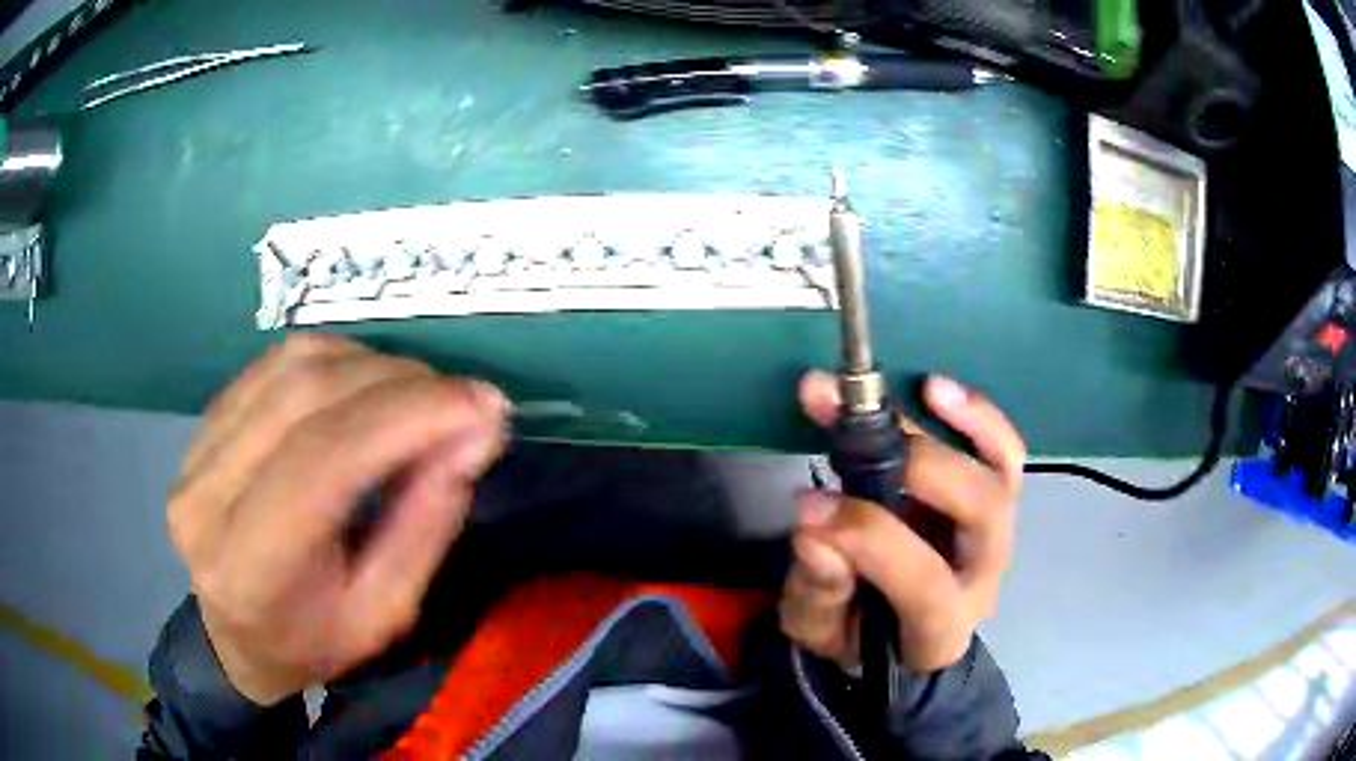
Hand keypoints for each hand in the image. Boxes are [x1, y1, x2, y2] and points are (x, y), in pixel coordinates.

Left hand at [168, 335, 508, 704]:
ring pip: (290, 365)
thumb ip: (424, 527)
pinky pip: (273, 364)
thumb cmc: (312, 642)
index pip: (324, 457)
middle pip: (306, 395)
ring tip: (420, 394)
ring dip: (370, 364)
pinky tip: (367, 383)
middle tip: (464, 400)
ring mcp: (194, 452)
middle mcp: (207, 497)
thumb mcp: (383, 616)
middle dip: (400, 383)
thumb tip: (473, 434)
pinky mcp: (201, 425)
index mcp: (250, 569)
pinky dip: (335, 360)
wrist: (236, 637)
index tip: (484, 406)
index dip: (408, 416)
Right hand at [779, 372, 1023, 672]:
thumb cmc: (856, 634)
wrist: (898, 632)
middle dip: (920, 467)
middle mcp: (983, 576)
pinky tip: (937, 389)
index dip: (870, 538)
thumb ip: (818, 590)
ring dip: (964, 425)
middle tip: (854, 435)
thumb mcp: (818, 629)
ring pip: (1000, 474)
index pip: (926, 582)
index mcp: (940, 629)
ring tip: (922, 389)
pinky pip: (1003, 453)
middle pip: (980, 513)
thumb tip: (813, 528)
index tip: (808, 505)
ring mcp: (996, 534)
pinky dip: (978, 418)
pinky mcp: (994, 501)